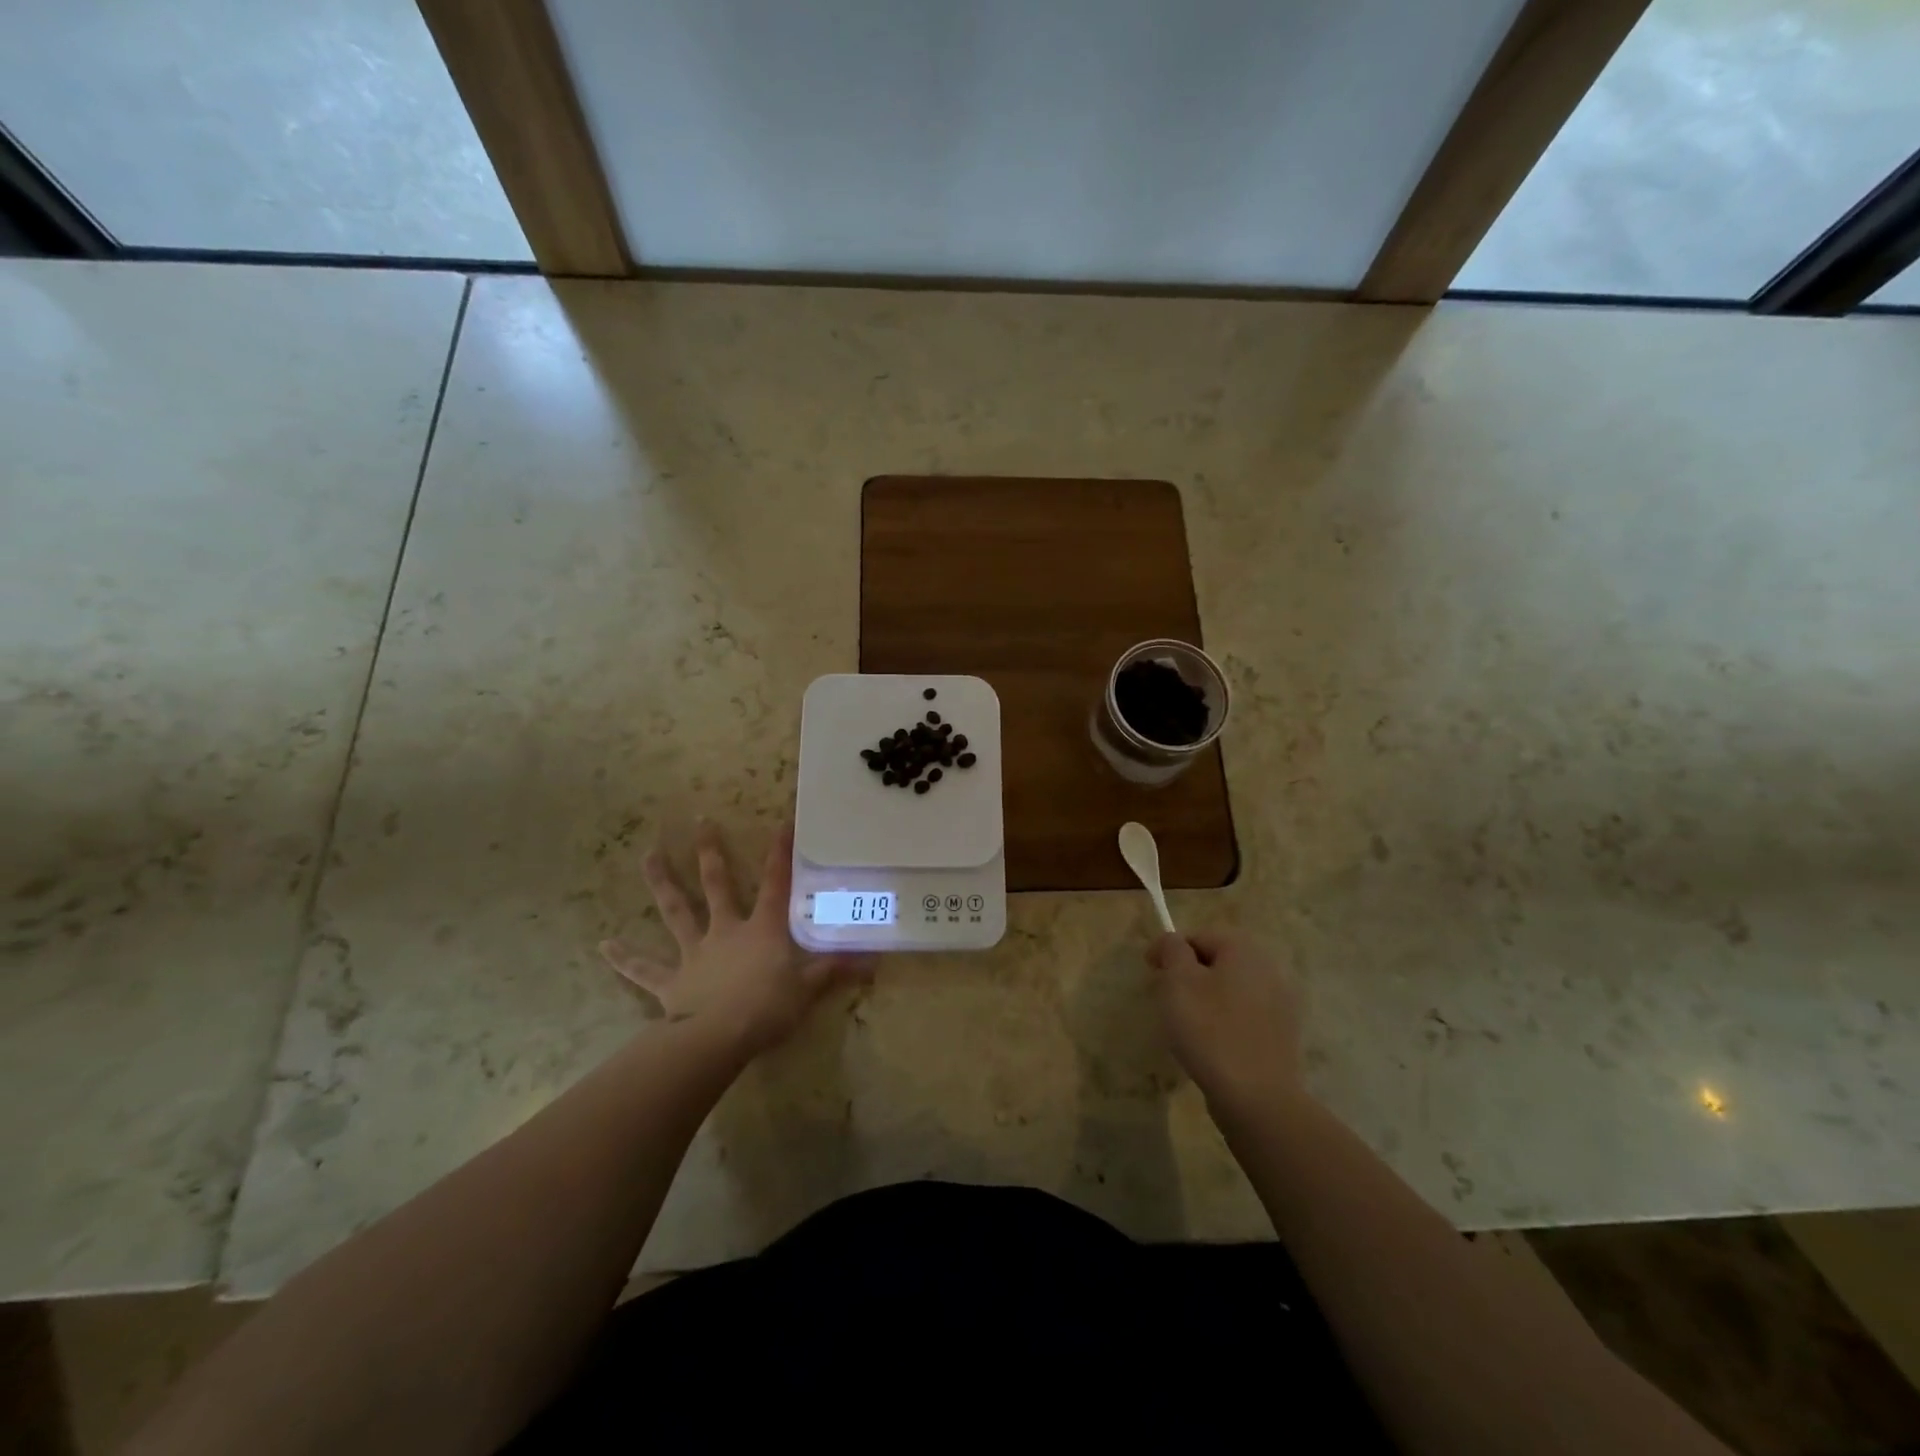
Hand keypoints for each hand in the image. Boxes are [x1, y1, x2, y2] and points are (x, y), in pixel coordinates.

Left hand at [600, 820, 866, 1058]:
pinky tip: (603, 944)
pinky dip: (624, 957)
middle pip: (717, 885)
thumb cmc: (768, 1007)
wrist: (718, 1038)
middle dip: (710, 852)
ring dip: (662, 883)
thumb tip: (875, 960)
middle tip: (700, 821)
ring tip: (647, 855)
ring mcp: (694, 953)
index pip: (776, 882)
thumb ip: (837, 969)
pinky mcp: (671, 981)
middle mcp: (725, 930)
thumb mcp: (809, 987)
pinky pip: (645, 968)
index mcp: (761, 928)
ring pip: (676, 911)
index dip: (781, 852)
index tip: (783, 821)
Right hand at [1147, 931, 1302, 1112]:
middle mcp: (1268, 970)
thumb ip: (1172, 950)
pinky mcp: (1281, 1036)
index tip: (1150, 972)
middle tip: (1165, 998)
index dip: (1169, 950)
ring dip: (1205, 999)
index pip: (1198, 936)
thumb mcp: (1178, 982)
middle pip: (1216, 962)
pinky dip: (1223, 1022)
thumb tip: (1172, 941)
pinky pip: (1243, 1016)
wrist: (1257, 1098)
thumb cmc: (1210, 1030)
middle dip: (1188, 975)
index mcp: (1244, 950)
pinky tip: (1210, 1045)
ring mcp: (1280, 1004)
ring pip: (1230, 990)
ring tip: (1185, 1025)